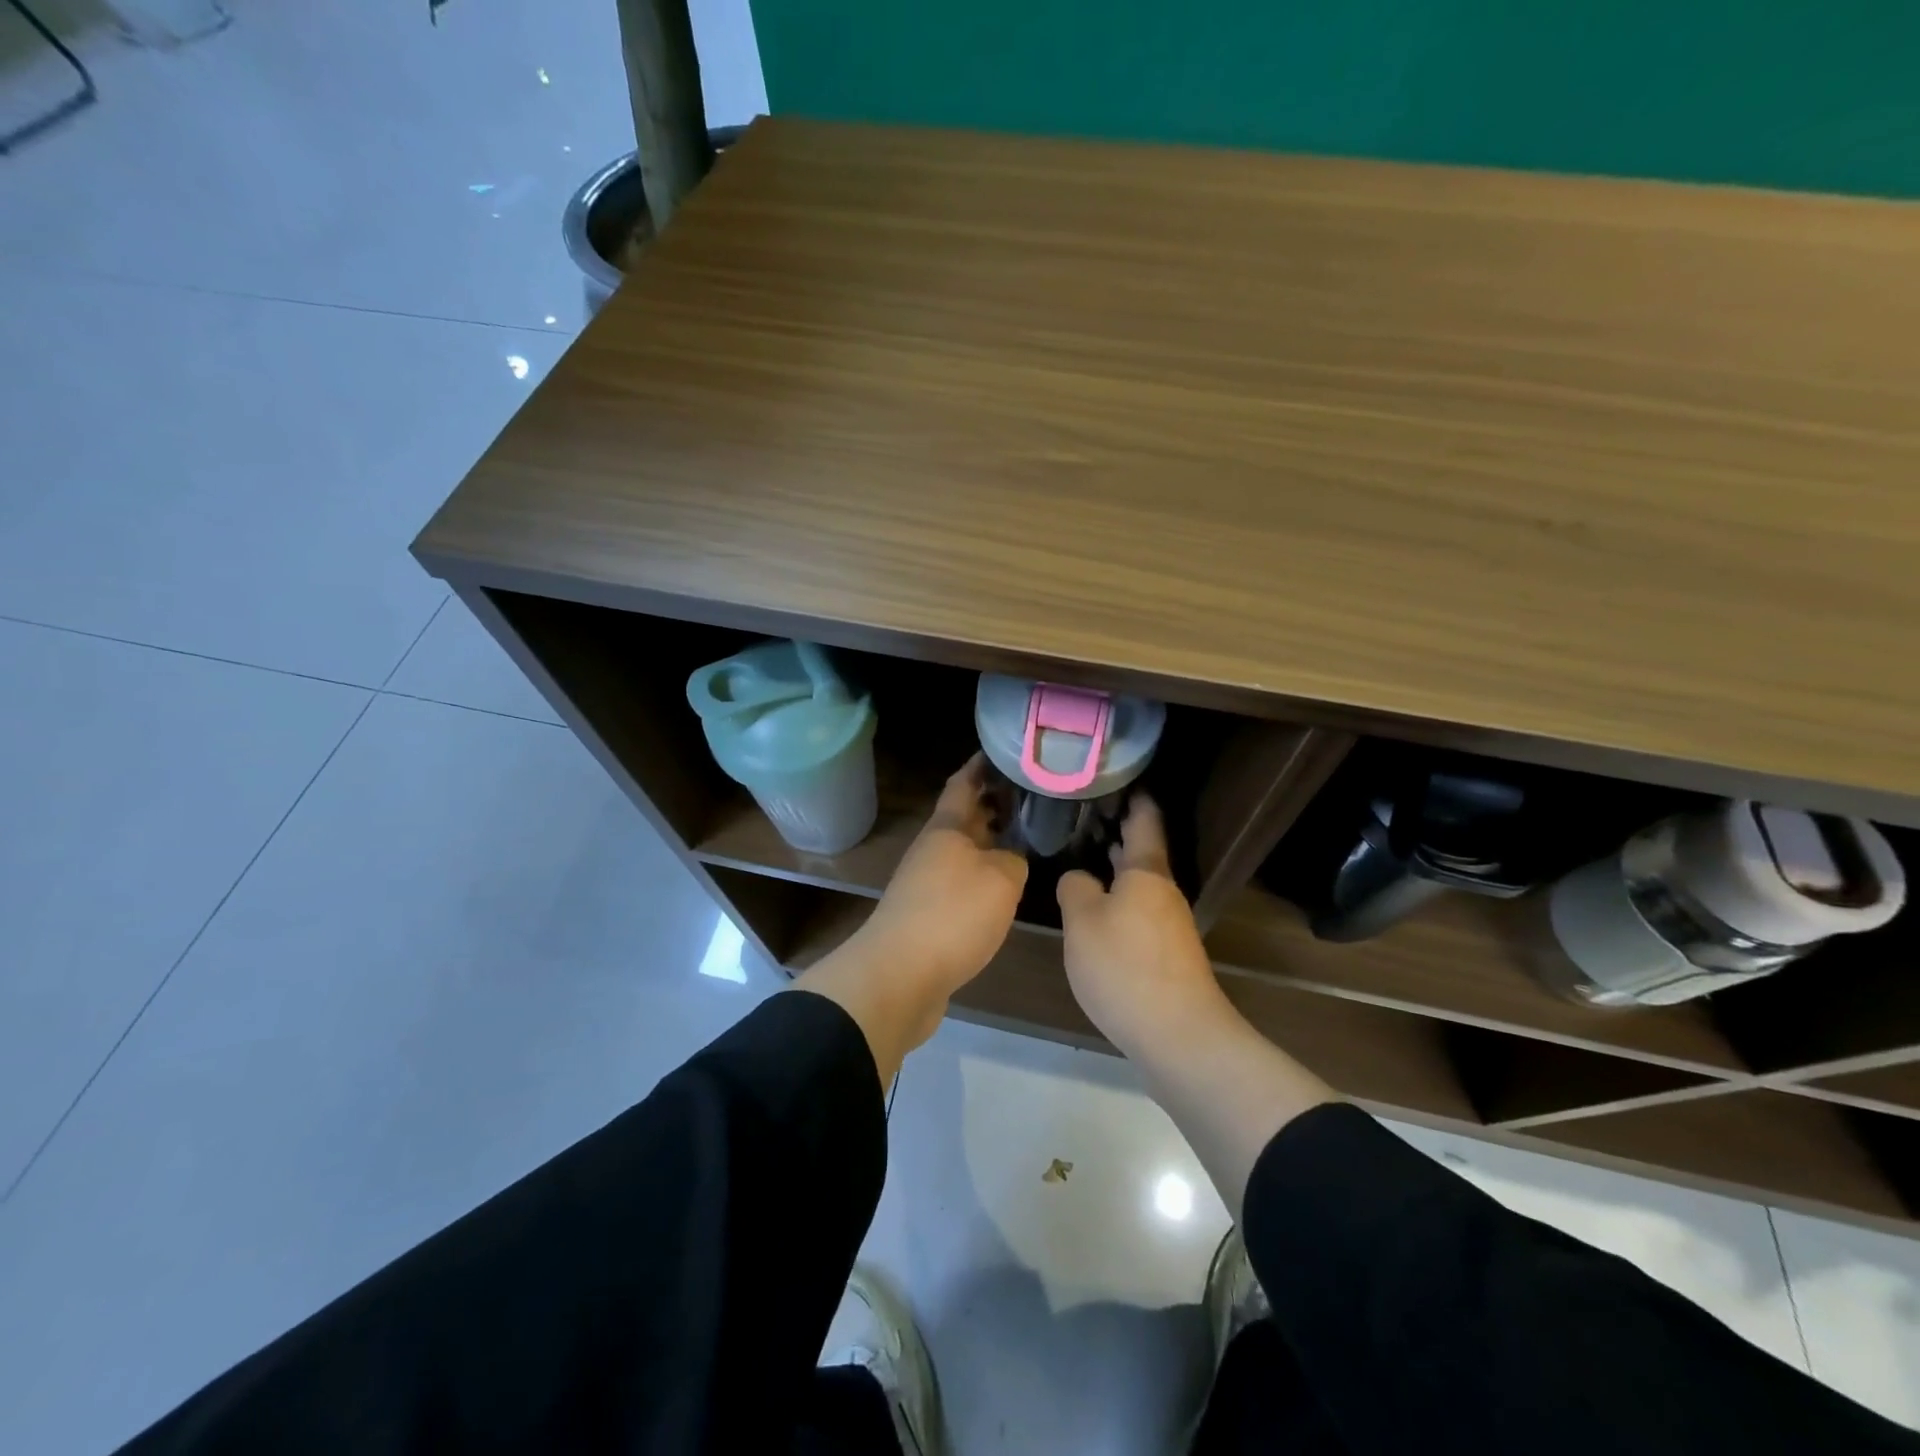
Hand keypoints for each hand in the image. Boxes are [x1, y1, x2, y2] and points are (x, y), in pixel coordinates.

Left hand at [858, 754, 1028, 1000]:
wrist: (899, 975)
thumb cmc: (952, 915)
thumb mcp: (1001, 880)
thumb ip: (1013, 859)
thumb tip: (1010, 858)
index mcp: (946, 829)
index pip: (964, 783)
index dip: (982, 765)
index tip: (1004, 750)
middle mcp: (934, 849)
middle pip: (965, 817)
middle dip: (994, 804)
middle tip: (1031, 795)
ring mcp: (927, 882)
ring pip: (965, 850)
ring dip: (990, 841)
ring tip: (1026, 837)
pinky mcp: (929, 914)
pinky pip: (961, 881)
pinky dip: (984, 875)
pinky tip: (1005, 886)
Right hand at [1057, 795, 1226, 1058]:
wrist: (1179, 1036)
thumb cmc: (1125, 967)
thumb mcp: (1083, 922)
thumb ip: (1075, 889)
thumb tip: (1079, 877)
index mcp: (1146, 872)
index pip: (1144, 820)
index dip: (1133, 796)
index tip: (1117, 775)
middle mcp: (1163, 891)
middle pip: (1142, 851)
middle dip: (1117, 831)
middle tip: (1084, 812)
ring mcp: (1169, 924)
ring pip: (1139, 883)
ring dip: (1116, 867)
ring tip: (1084, 854)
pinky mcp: (1167, 954)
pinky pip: (1139, 911)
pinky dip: (1119, 898)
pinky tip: (1097, 910)